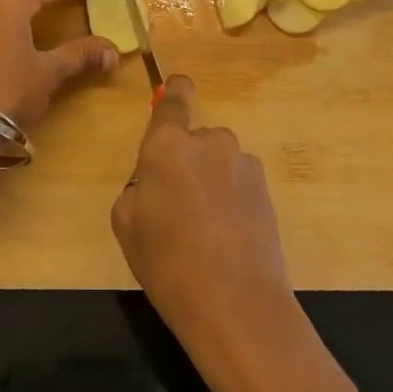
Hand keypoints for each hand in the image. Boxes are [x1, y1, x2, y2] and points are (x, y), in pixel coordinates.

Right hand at [111, 77, 308, 391]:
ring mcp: (242, 164)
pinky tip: (228, 237)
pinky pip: (238, 182)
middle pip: (195, 139)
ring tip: (206, 229)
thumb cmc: (167, 265)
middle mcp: (208, 142)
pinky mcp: (266, 189)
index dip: (175, 90)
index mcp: (167, 146)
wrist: (235, 305)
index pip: (173, 100)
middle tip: (178, 205)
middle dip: (187, 160)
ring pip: (219, 162)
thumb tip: (155, 181)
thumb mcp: (126, 225)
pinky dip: (232, 199)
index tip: (178, 86)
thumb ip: (137, 188)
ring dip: (211, 180)